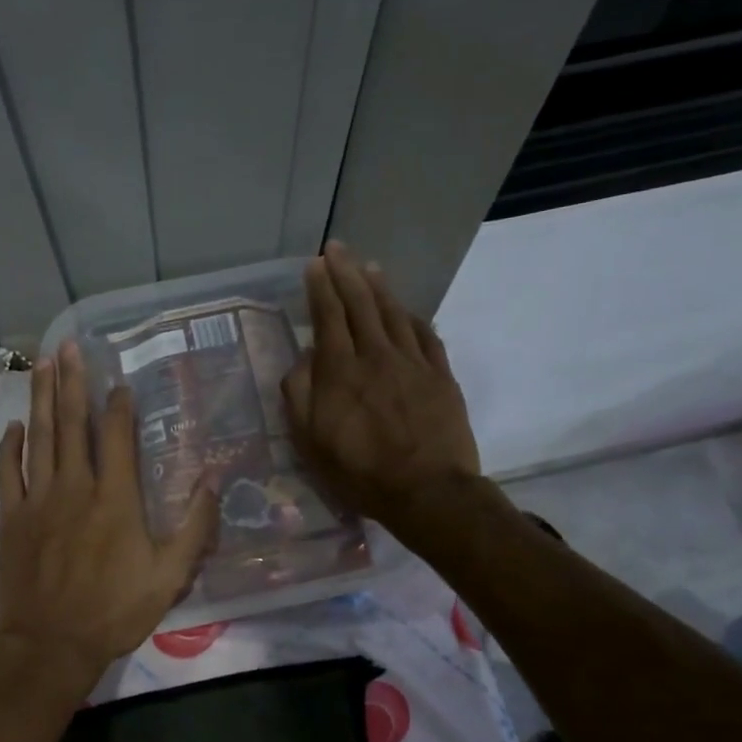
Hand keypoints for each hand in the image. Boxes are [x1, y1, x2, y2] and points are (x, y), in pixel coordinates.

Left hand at [0, 342, 218, 701]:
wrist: (51, 646)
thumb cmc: (115, 611)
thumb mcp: (170, 576)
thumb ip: (194, 527)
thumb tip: (212, 480)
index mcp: (115, 499)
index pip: (117, 437)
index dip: (119, 405)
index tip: (119, 381)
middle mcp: (75, 487)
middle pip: (72, 424)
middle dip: (72, 382)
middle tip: (70, 346)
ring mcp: (38, 500)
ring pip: (40, 438)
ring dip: (41, 399)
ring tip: (42, 364)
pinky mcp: (13, 518)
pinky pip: (9, 472)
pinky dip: (11, 447)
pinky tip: (16, 426)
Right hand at [282, 241, 481, 540]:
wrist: (428, 492)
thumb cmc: (360, 472)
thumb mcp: (310, 443)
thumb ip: (300, 395)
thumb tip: (302, 360)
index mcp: (341, 371)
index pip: (328, 316)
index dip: (321, 288)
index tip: (315, 264)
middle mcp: (376, 356)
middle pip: (360, 304)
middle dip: (346, 273)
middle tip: (337, 249)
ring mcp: (413, 363)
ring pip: (394, 313)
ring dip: (379, 287)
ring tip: (369, 267)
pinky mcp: (441, 376)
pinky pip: (426, 336)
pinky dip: (413, 317)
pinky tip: (407, 310)